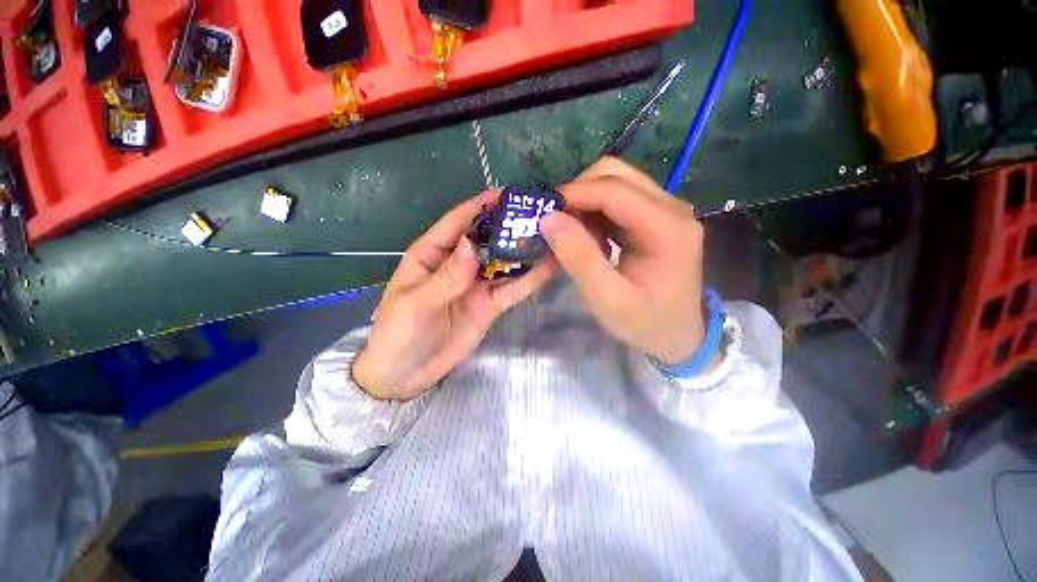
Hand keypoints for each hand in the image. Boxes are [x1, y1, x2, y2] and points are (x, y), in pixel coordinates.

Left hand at [353, 191, 557, 399]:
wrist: (405, 374)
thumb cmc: (399, 334)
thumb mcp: (416, 304)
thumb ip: (446, 278)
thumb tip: (472, 245)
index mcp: (432, 254)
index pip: (458, 222)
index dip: (481, 206)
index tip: (509, 194)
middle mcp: (458, 264)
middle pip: (487, 239)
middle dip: (511, 226)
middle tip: (542, 215)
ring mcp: (477, 285)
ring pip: (505, 263)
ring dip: (525, 251)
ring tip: (554, 237)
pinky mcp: (490, 304)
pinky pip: (512, 288)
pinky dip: (530, 279)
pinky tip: (551, 267)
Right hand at [540, 157, 706, 364]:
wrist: (678, 335)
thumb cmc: (645, 322)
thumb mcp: (607, 298)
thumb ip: (579, 258)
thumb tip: (549, 218)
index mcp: (667, 228)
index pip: (613, 190)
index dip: (573, 194)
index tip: (542, 212)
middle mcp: (672, 208)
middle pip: (615, 175)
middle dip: (578, 194)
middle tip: (555, 223)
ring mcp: (666, 210)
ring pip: (615, 184)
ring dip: (585, 204)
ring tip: (570, 236)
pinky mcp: (657, 217)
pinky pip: (618, 200)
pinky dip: (595, 213)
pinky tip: (589, 239)